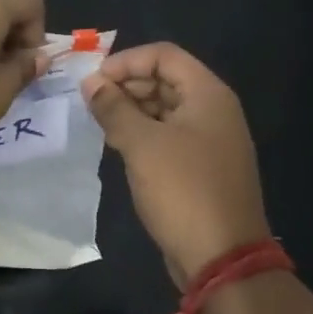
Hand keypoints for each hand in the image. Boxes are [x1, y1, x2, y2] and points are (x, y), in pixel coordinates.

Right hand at [83, 43, 269, 289]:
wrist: (222, 258)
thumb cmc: (183, 190)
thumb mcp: (141, 145)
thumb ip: (113, 108)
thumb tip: (90, 83)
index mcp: (208, 95)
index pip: (164, 55)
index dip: (126, 62)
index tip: (93, 82)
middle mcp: (214, 110)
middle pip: (165, 79)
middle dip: (126, 85)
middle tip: (91, 103)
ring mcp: (211, 140)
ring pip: (165, 108)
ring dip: (132, 110)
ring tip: (100, 124)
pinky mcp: (202, 167)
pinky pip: (169, 135)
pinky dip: (143, 133)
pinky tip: (118, 146)